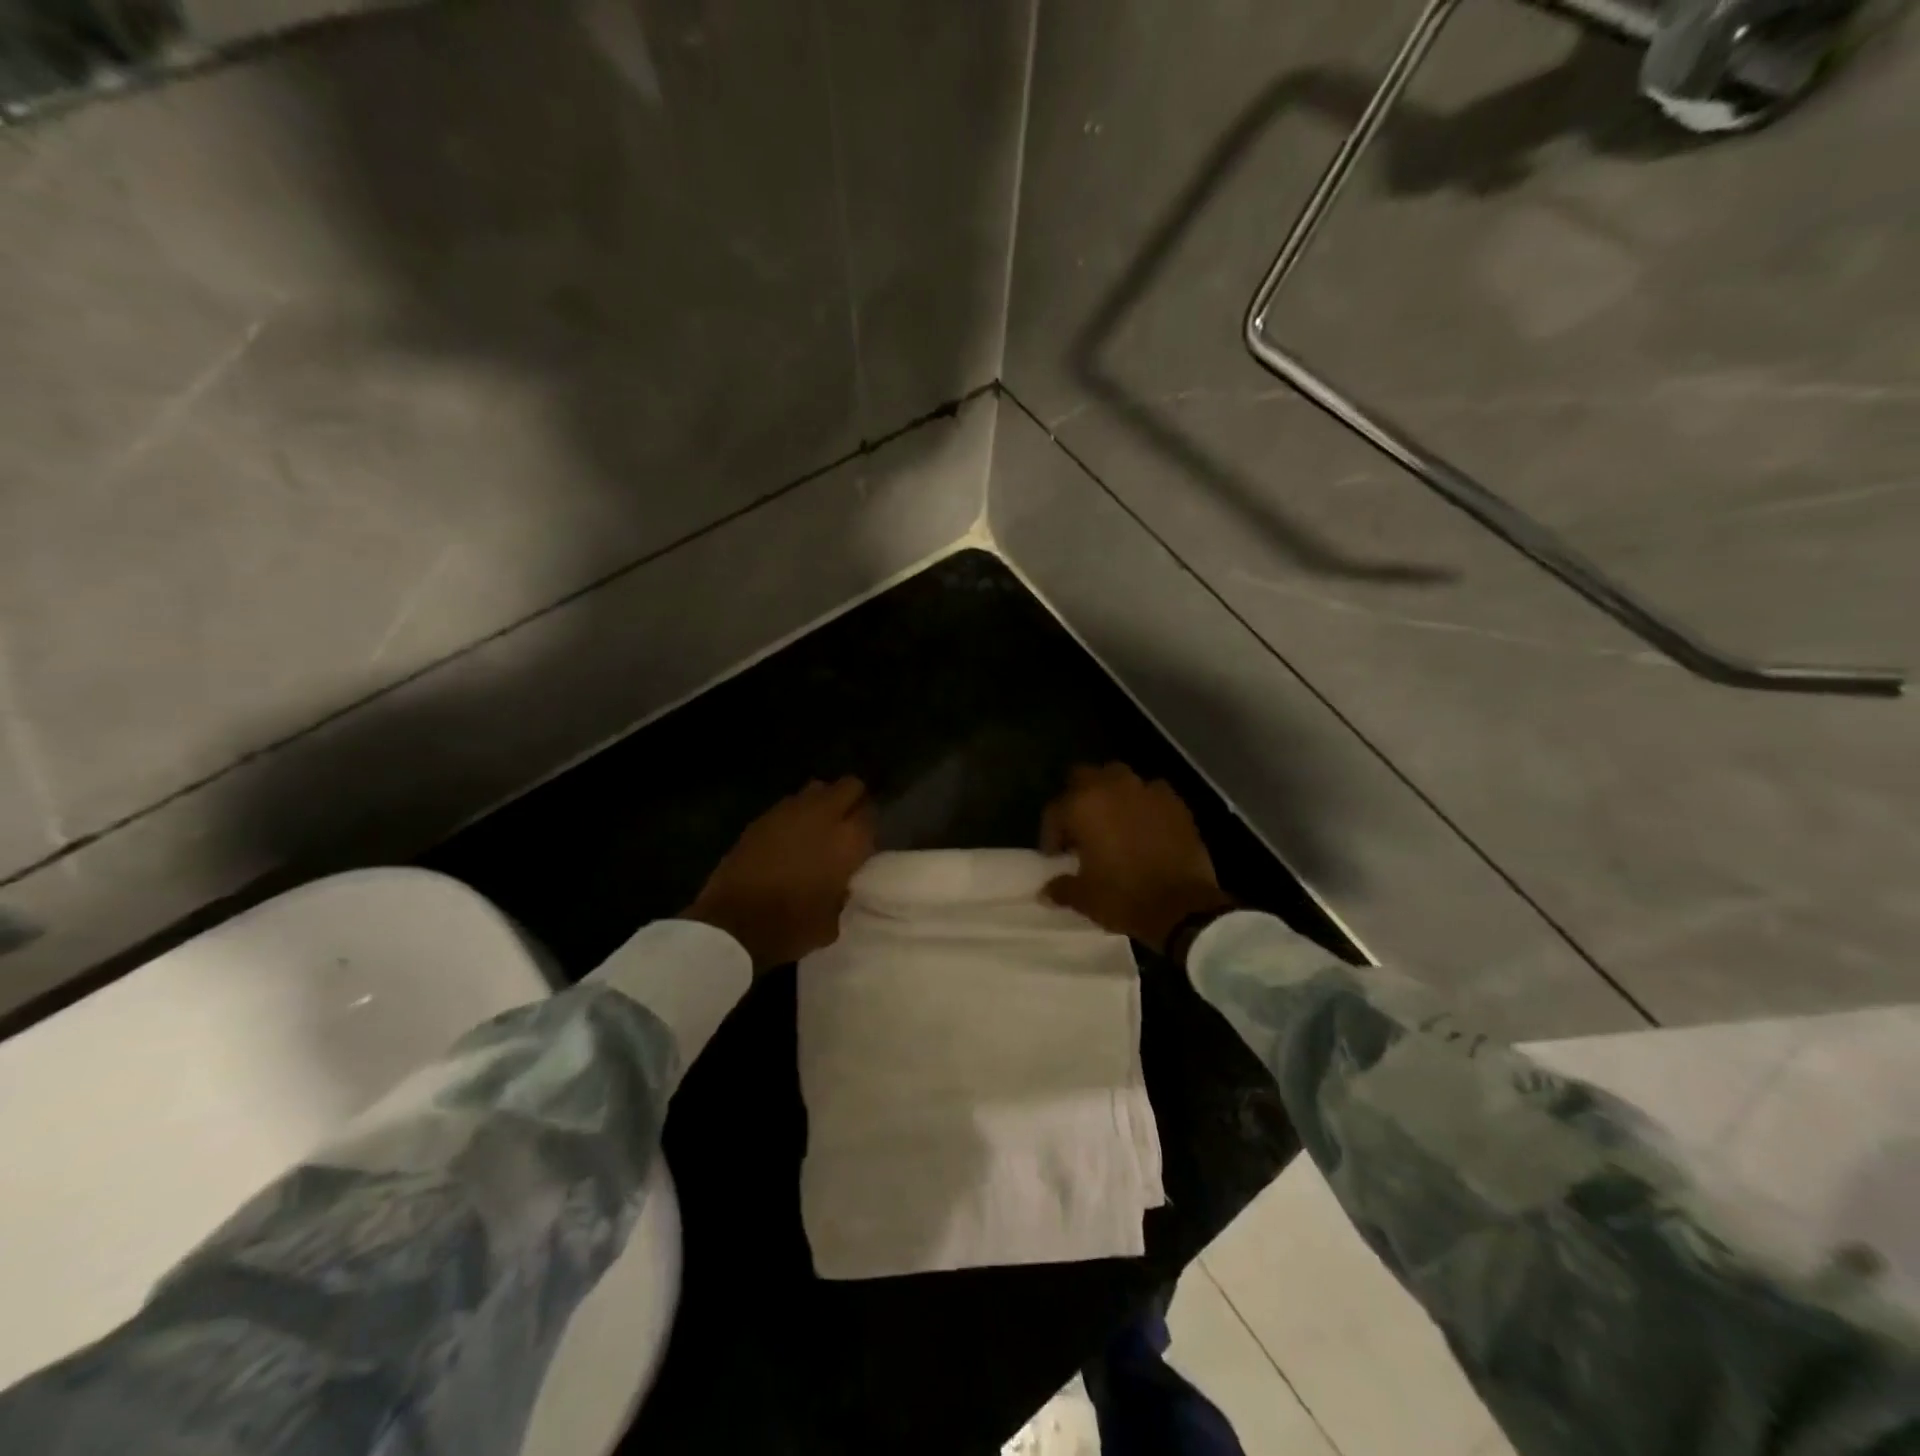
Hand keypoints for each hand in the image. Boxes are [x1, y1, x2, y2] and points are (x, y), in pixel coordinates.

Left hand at [684, 777, 876, 971]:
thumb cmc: (791, 927)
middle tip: (847, 825)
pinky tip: (788, 838)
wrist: (733, 924)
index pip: (871, 814)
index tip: (865, 842)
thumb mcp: (832, 922)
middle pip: (849, 786)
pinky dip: (795, 815)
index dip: (870, 826)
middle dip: (852, 800)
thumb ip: (843, 893)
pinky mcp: (762, 818)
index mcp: (848, 841)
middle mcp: (824, 816)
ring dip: (823, 803)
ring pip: (817, 788)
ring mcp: (790, 812)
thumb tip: (841, 884)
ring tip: (817, 827)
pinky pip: (789, 804)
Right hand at [1040, 764, 1233, 953]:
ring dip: (1111, 795)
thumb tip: (1047, 890)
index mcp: (1083, 806)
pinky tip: (1145, 827)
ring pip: (1119, 778)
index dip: (1051, 834)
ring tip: (1113, 824)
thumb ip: (1061, 887)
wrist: (1184, 908)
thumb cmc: (1124, 898)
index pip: (1055, 810)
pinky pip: (1152, 793)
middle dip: (1078, 798)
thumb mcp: (1084, 898)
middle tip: (1081, 829)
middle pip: (1084, 777)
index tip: (1057, 856)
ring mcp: (1147, 791)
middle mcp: (1112, 787)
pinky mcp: (1176, 803)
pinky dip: (1144, 804)